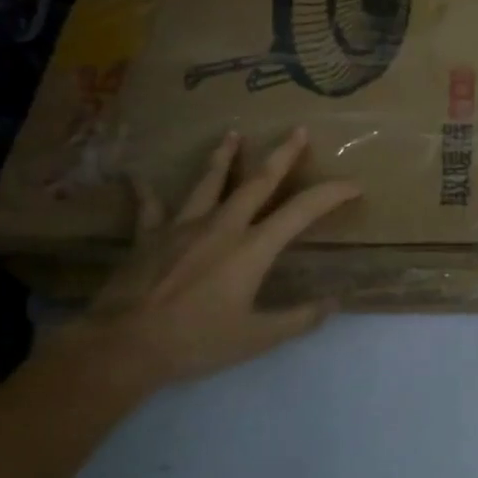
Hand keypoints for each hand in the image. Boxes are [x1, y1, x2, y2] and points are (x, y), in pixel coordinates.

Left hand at [62, 127, 360, 394]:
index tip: (354, 185)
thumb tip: (334, 303)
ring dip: (224, 157)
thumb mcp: (256, 338)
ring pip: (208, 182)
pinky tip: (136, 177)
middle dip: (282, 155)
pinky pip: (149, 208)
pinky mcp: (148, 237)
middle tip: (298, 130)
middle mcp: (222, 226)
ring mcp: (183, 227)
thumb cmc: (195, 341)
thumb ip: (297, 319)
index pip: (301, 211)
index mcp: (252, 248)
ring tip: (233, 133)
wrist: (123, 347)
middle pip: (258, 181)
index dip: (331, 194)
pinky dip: (145, 192)